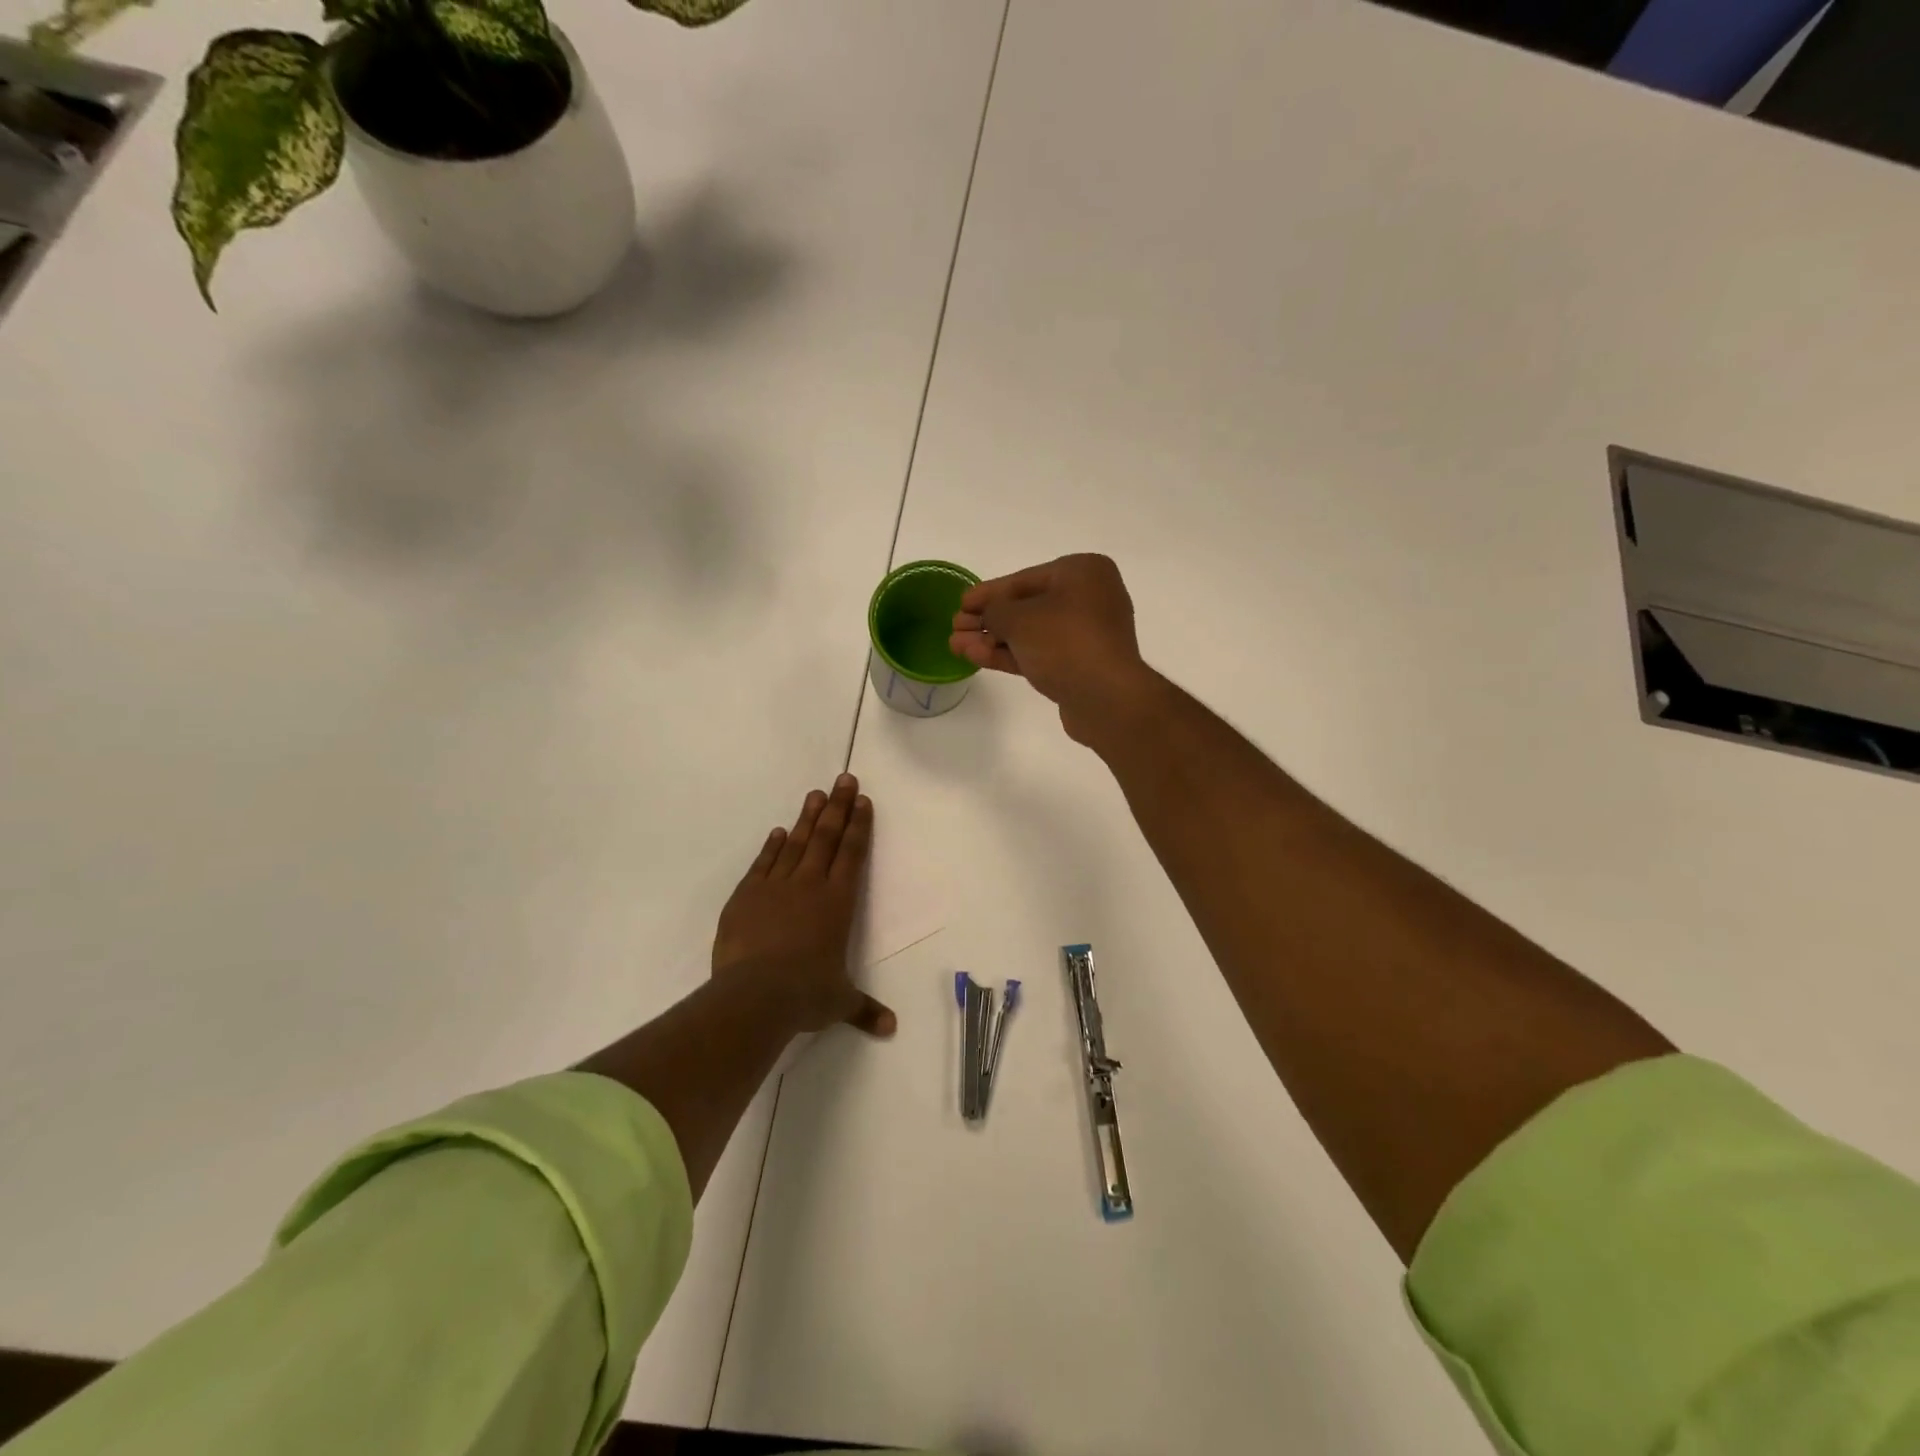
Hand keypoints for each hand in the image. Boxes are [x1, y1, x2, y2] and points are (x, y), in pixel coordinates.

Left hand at [711, 773, 894, 1037]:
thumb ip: (863, 1009)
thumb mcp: (839, 1002)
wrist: (754, 995)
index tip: (862, 800)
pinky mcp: (746, 896)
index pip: (852, 854)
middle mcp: (809, 885)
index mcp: (838, 902)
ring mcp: (775, 887)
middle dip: (837, 807)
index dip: (858, 826)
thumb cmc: (806, 994)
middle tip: (843, 779)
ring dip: (807, 819)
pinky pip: (763, 864)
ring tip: (815, 794)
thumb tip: (890, 1029)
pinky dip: (772, 847)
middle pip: (826, 837)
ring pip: (796, 844)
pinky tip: (779, 833)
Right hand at [949, 553, 1157, 744]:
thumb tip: (987, 616)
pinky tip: (975, 657)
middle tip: (955, 628)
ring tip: (956, 646)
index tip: (961, 603)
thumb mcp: (1019, 619)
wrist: (1106, 698)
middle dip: (987, 620)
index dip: (988, 593)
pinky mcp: (1081, 665)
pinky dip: (1010, 655)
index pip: (1024, 579)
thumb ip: (994, 611)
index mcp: (1083, 572)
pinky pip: (1040, 653)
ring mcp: (1087, 634)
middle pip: (1026, 607)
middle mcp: (1090, 597)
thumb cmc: (1065, 642)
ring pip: (1030, 633)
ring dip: (993, 640)